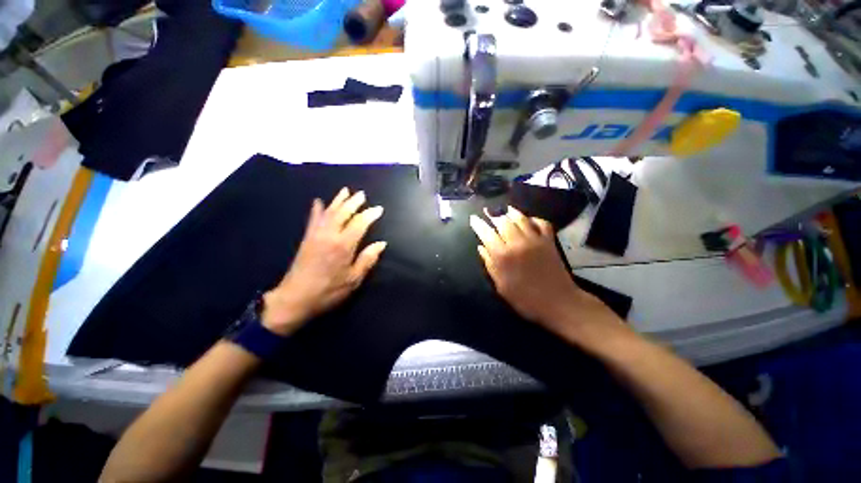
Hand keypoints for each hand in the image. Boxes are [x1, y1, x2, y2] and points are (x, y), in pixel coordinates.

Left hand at [262, 188, 386, 335]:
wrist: (294, 298)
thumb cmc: (328, 291)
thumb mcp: (353, 280)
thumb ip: (367, 259)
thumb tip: (381, 244)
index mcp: (343, 245)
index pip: (359, 223)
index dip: (370, 215)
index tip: (379, 209)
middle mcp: (329, 235)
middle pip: (343, 213)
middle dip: (353, 202)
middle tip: (362, 194)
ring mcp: (316, 235)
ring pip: (329, 212)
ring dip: (338, 201)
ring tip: (345, 191)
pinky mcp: (306, 239)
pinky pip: (313, 220)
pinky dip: (317, 209)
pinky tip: (318, 201)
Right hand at [470, 207, 626, 344]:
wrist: (558, 303)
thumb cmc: (525, 299)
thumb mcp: (501, 286)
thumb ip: (490, 264)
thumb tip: (481, 247)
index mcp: (503, 256)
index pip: (487, 233)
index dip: (478, 224)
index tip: (473, 218)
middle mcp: (517, 243)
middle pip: (503, 221)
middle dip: (493, 215)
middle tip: (487, 212)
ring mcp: (535, 240)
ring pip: (521, 218)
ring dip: (511, 212)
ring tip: (504, 210)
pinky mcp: (549, 241)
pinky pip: (541, 223)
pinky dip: (534, 218)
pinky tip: (528, 220)